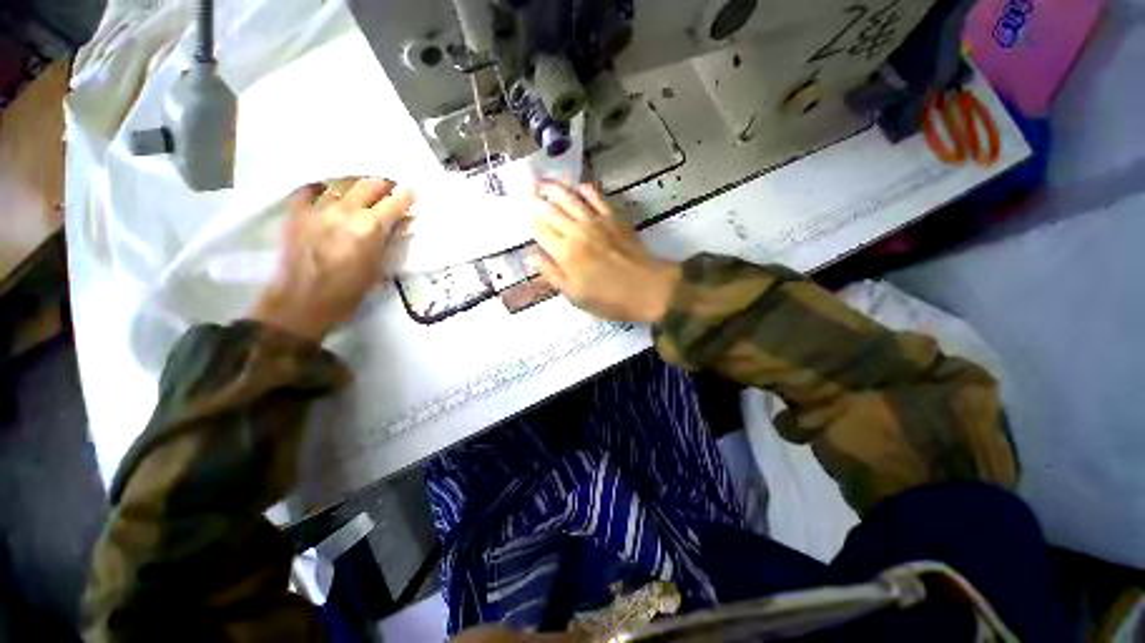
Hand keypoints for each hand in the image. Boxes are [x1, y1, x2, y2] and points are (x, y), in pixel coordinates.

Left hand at [249, 177, 413, 340]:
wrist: (303, 301)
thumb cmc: (350, 290)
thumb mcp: (379, 266)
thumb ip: (389, 240)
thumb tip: (401, 223)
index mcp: (369, 227)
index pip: (393, 203)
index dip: (406, 196)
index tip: (412, 193)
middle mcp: (344, 211)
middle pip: (368, 185)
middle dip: (383, 185)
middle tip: (390, 189)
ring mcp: (317, 209)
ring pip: (341, 184)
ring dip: (356, 186)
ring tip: (361, 191)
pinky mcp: (296, 212)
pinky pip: (310, 190)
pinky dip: (322, 190)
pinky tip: (327, 194)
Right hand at [530, 182, 679, 323]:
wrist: (647, 288)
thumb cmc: (609, 298)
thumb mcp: (575, 295)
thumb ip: (551, 274)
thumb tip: (530, 256)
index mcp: (565, 253)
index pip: (541, 230)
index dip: (530, 220)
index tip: (523, 212)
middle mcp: (577, 232)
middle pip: (551, 210)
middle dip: (535, 199)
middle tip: (525, 189)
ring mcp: (596, 222)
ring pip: (570, 198)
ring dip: (555, 187)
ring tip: (543, 180)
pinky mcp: (614, 218)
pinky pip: (596, 197)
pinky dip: (585, 189)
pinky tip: (578, 186)